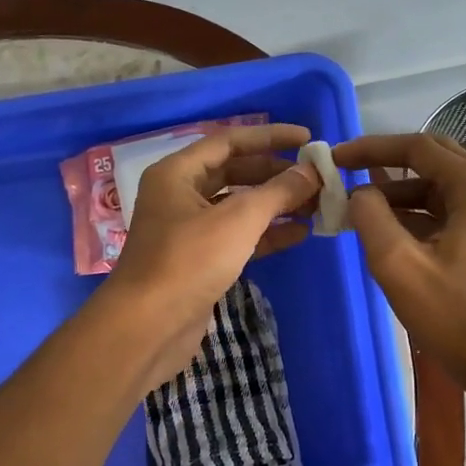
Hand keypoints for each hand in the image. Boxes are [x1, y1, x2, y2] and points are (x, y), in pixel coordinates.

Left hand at [101, 123, 321, 386]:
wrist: (149, 327)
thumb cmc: (189, 261)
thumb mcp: (238, 219)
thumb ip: (278, 191)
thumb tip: (312, 171)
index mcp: (177, 173)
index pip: (229, 141)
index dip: (270, 137)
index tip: (308, 139)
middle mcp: (180, 196)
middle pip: (235, 173)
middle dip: (276, 174)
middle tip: (317, 178)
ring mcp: (189, 230)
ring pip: (238, 207)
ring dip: (276, 205)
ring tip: (317, 205)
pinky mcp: (200, 261)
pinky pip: (238, 237)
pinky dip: (266, 234)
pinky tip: (300, 234)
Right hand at [334, 133, 465, 394]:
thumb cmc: (456, 317)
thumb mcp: (399, 266)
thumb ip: (371, 218)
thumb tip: (360, 194)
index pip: (419, 148)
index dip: (373, 148)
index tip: (336, 158)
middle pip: (435, 160)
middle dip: (387, 165)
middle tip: (347, 175)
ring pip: (443, 188)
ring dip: (402, 194)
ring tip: (360, 211)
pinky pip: (453, 212)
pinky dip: (420, 215)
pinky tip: (390, 233)